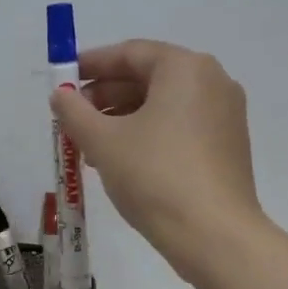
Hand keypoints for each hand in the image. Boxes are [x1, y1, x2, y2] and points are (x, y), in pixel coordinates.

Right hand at [51, 39, 262, 273]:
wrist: (213, 234)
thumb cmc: (154, 176)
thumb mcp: (102, 141)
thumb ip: (74, 112)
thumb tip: (60, 96)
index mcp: (185, 68)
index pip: (130, 53)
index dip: (91, 65)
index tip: (63, 80)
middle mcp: (212, 82)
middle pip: (148, 77)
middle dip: (106, 95)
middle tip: (73, 117)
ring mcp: (225, 114)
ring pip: (163, 104)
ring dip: (123, 117)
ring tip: (90, 143)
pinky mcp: (227, 145)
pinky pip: (179, 125)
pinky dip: (148, 132)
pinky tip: (122, 159)